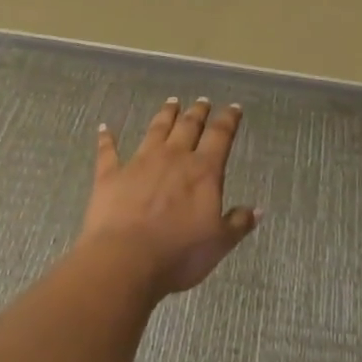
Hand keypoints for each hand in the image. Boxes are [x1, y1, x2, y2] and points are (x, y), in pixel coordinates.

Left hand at [78, 98, 260, 300]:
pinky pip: (108, 152)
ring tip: (171, 102)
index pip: (221, 136)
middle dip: (198, 112)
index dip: (229, 120)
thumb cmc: (178, 254)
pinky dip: (106, 139)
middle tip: (203, 101)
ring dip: (165, 115)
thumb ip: (238, 223)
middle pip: (188, 126)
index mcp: (203, 171)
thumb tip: (258, 209)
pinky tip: (104, 128)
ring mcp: (140, 162)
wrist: (125, 260)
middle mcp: (173, 157)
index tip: (234, 108)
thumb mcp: (219, 243)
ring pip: (156, 130)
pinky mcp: (111, 175)